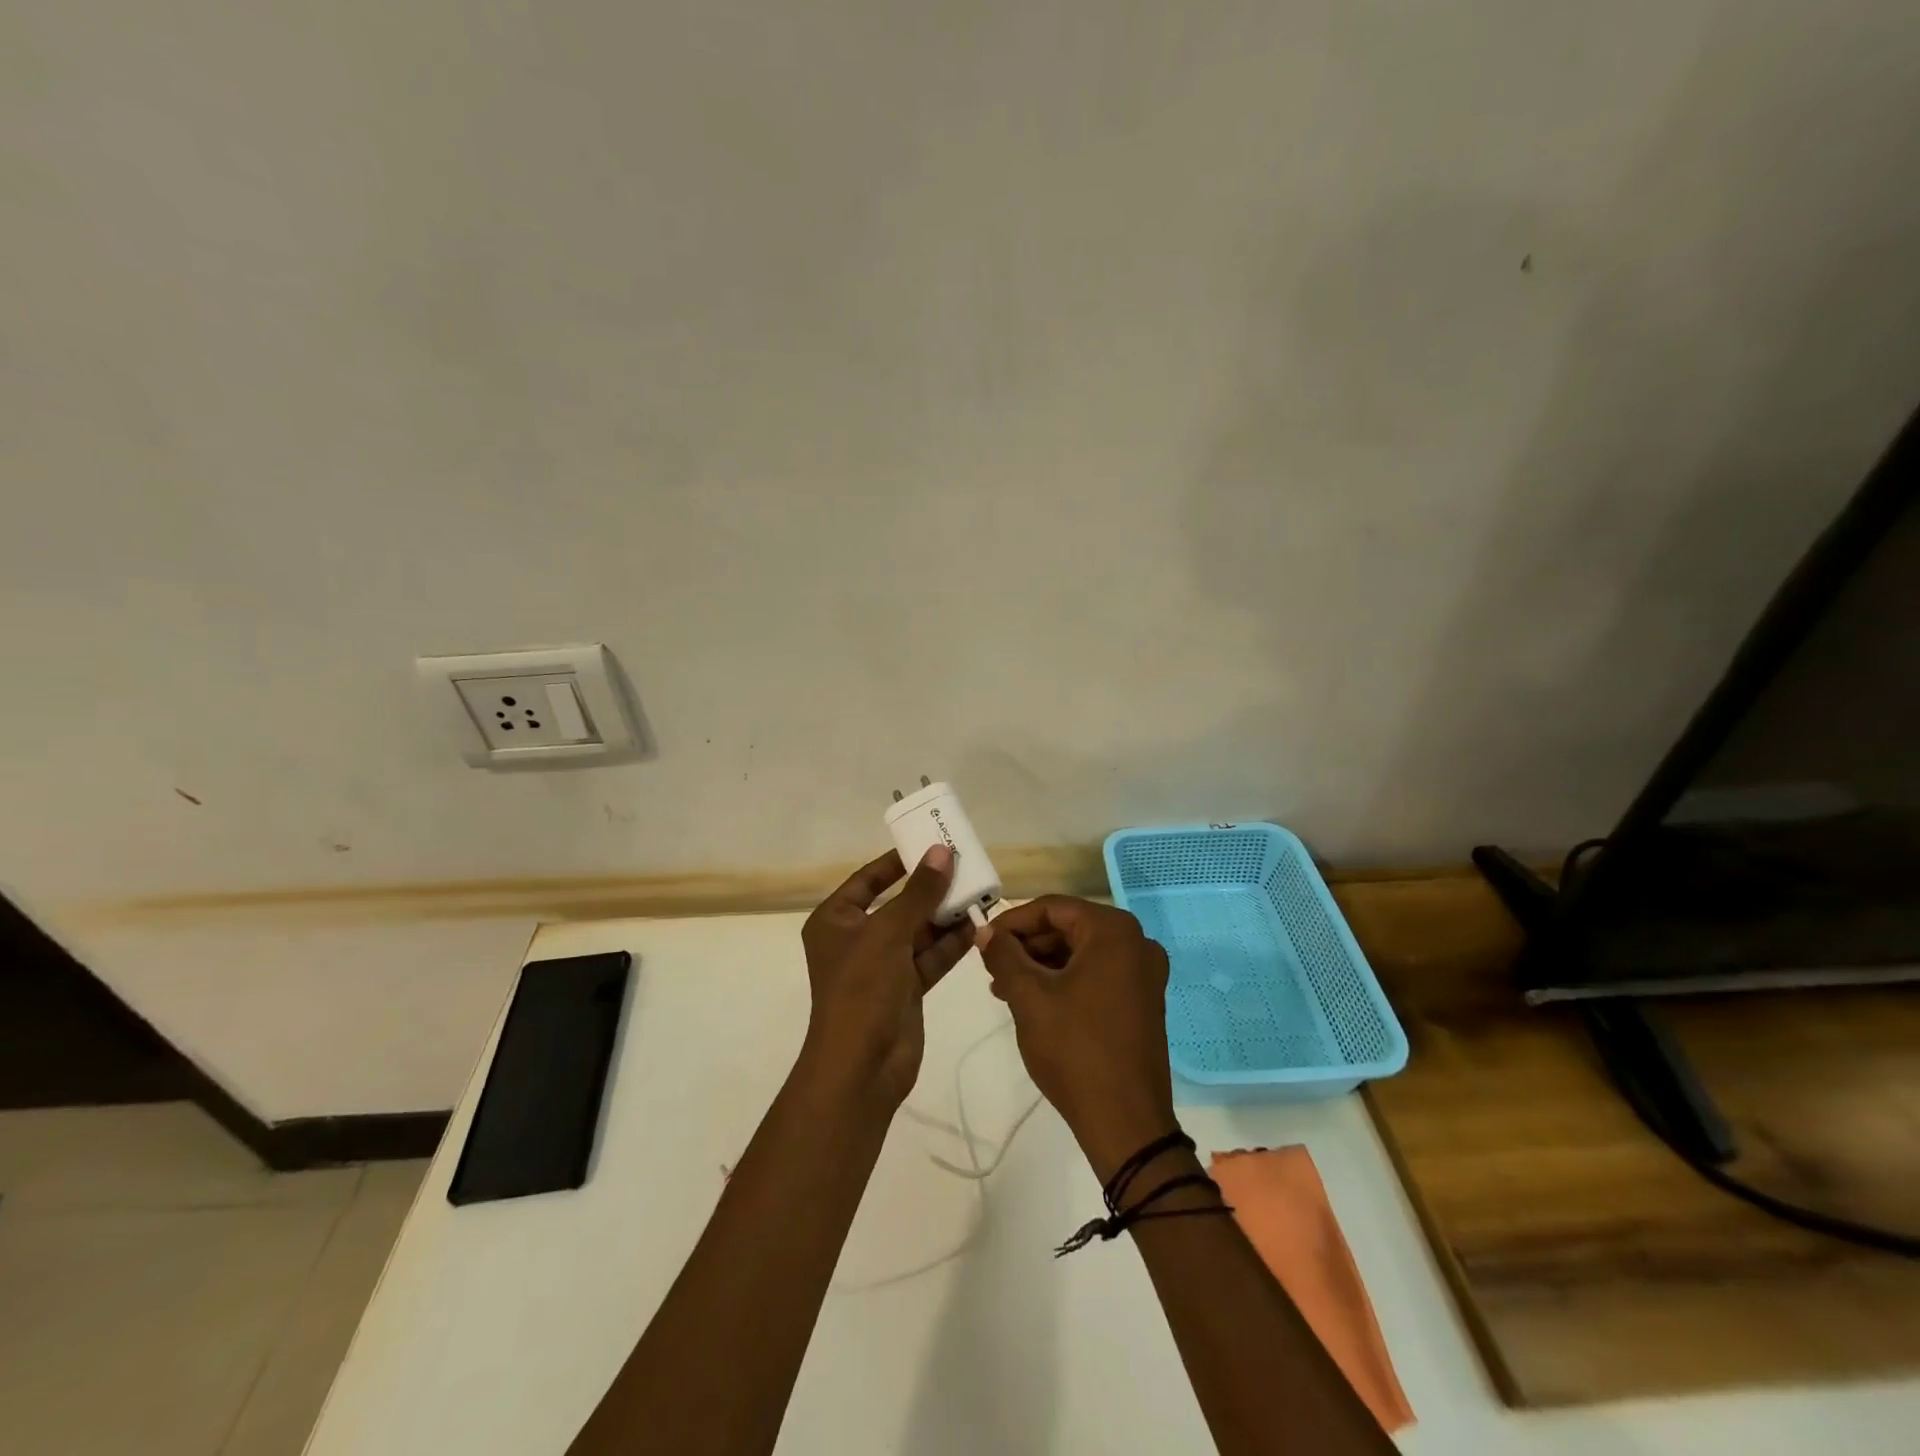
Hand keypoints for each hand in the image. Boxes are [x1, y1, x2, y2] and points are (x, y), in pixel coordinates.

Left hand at [798, 845, 973, 1105]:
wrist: (862, 1066)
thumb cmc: (862, 988)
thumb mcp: (889, 931)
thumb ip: (919, 892)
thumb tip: (942, 852)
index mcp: (836, 921)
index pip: (867, 880)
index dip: (896, 861)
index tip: (928, 843)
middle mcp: (857, 939)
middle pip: (897, 904)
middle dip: (929, 889)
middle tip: (963, 865)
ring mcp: (882, 966)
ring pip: (918, 931)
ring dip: (945, 915)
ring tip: (977, 892)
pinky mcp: (905, 988)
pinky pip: (930, 957)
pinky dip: (951, 944)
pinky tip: (977, 926)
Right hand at [976, 896, 1177, 1180]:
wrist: (1125, 1122)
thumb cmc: (1075, 1049)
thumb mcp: (1029, 997)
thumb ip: (1004, 956)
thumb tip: (985, 933)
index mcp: (1113, 931)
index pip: (1052, 908)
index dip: (1012, 922)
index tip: (982, 942)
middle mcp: (1136, 942)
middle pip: (1068, 928)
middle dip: (1027, 945)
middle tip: (991, 968)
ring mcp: (1144, 973)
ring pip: (1081, 952)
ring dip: (1042, 965)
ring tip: (1005, 988)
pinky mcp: (1143, 1000)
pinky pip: (1098, 974)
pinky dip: (1065, 980)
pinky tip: (1035, 1001)